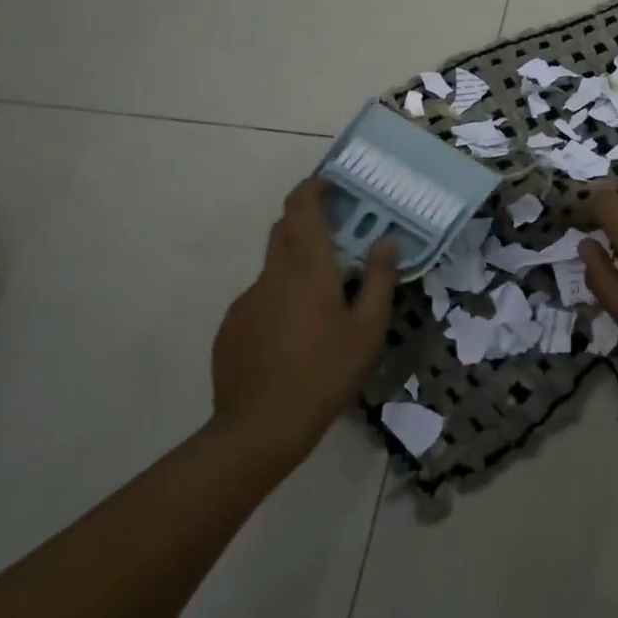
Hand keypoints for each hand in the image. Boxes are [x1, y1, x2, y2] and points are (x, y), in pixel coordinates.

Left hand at [209, 178, 396, 467]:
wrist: (258, 430)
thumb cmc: (323, 374)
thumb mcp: (367, 330)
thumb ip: (378, 279)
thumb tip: (387, 241)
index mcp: (307, 268)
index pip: (301, 207)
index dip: (313, 188)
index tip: (332, 188)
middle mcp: (272, 274)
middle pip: (284, 230)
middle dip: (308, 224)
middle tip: (339, 242)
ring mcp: (246, 301)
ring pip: (274, 268)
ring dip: (297, 269)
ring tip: (322, 308)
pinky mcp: (231, 327)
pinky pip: (261, 299)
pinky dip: (280, 301)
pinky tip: (294, 339)